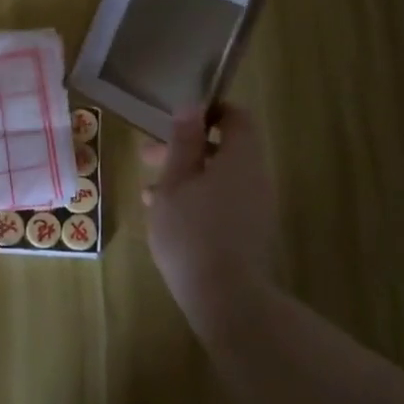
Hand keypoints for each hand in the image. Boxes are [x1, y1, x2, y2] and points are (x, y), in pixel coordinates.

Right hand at [142, 107, 280, 336]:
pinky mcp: (249, 233)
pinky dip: (195, 200)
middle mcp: (255, 177)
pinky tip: (164, 217)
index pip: (236, 117)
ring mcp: (255, 207)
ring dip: (185, 177)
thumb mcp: (176, 181)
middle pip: (223, 149)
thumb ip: (184, 142)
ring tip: (148, 191)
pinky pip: (222, 202)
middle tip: (148, 154)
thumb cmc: (192, 230)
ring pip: (218, 178)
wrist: (226, 298)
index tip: (178, 119)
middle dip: (185, 149)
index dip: (209, 111)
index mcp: (241, 158)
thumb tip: (191, 105)